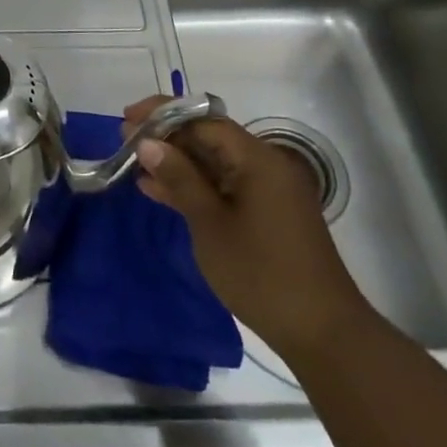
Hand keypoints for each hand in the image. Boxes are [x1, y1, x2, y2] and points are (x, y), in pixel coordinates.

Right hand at [126, 96, 371, 360]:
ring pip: (214, 163)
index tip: (127, 118)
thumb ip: (179, 179)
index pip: (204, 120)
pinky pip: (223, 186)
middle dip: (167, 137)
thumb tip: (148, 143)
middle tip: (124, 140)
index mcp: (257, 159)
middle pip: (209, 138)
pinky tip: (157, 190)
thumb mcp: (210, 224)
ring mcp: (266, 191)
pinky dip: (193, 186)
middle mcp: (265, 166)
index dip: (163, 114)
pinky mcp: (264, 214)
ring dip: (176, 162)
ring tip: (134, 162)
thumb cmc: (261, 273)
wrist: (321, 332)